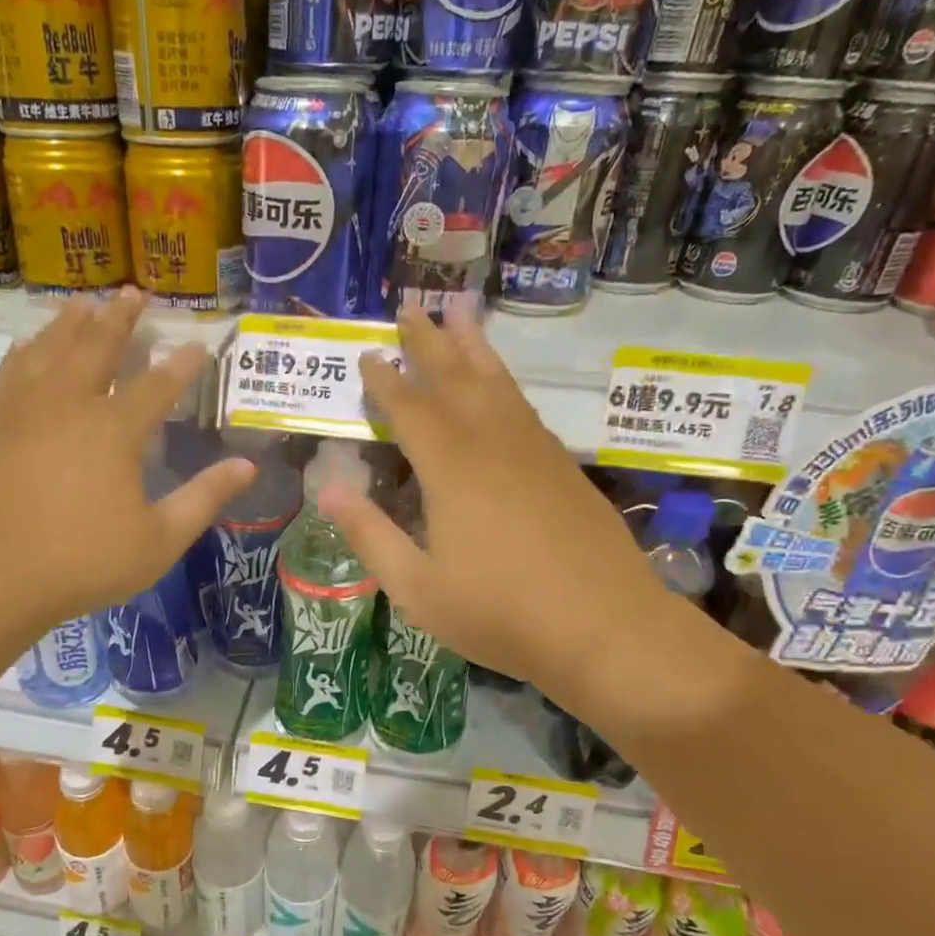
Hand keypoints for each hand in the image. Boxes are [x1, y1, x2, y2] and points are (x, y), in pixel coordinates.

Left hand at [0, 290, 253, 638]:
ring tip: (86, 302)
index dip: (183, 363)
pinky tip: (28, 343)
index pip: (159, 384)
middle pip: (98, 346)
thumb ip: (204, 500)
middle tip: (135, 293)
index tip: (199, 343)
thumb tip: (247, 467)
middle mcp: (69, 402)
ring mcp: (21, 407)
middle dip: (121, 318)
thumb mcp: (158, 542)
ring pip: (50, 347)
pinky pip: (9, 368)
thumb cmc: (80, 563)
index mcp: (115, 430)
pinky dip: (26, 348)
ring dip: (72, 321)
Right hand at [320, 305, 666, 701]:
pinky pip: (525, 409)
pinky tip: (502, 390)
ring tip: (461, 317)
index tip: (367, 354)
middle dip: (429, 343)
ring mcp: (537, 452)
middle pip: (457, 379)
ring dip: (475, 350)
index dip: (385, 381)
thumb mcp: (417, 588)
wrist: (605, 627)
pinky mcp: (565, 469)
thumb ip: (371, 536)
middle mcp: (495, 444)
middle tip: (411, 308)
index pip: (410, 409)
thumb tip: (330, 490)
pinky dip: (505, 386)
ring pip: (499, 385)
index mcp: (452, 469)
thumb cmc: (500, 613)